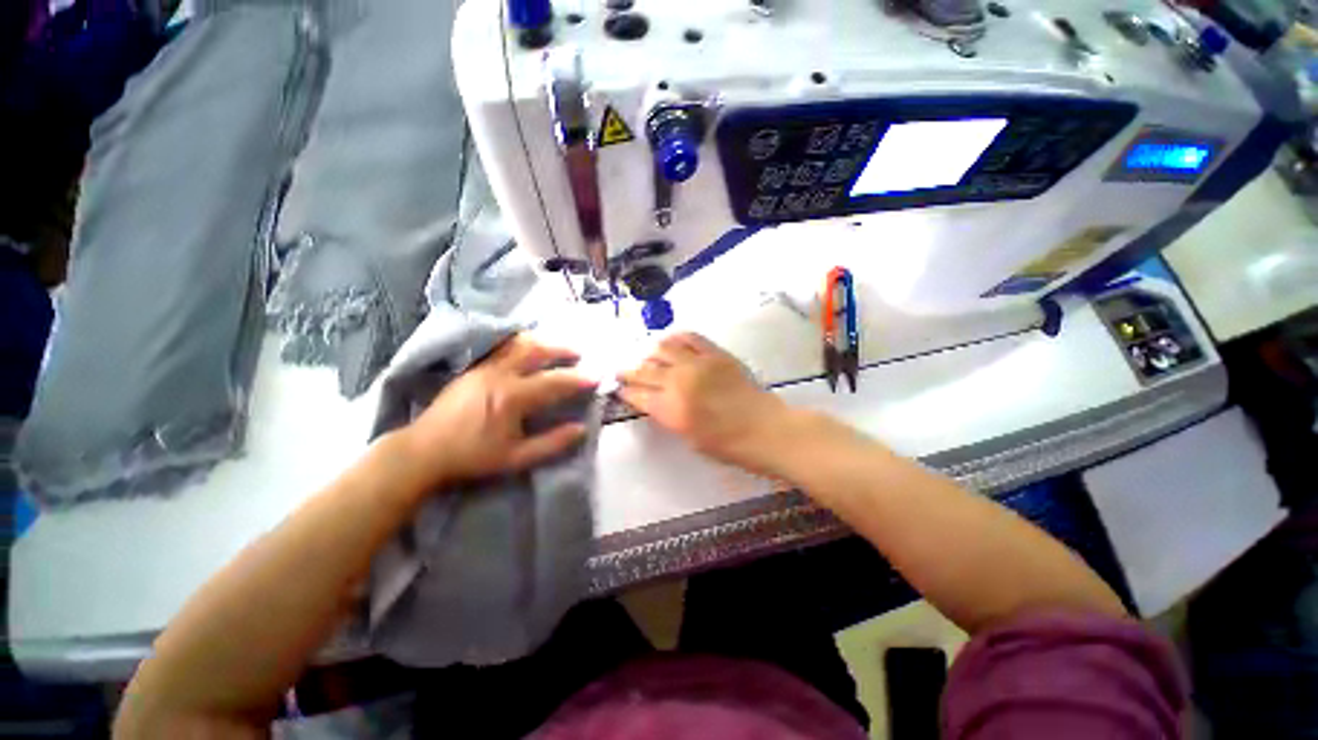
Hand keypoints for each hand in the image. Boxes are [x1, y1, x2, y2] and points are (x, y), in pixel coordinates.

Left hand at [396, 334, 596, 489]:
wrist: (423, 451)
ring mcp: (484, 367)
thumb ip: (552, 443)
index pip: (555, 382)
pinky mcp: (474, 367)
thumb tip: (581, 429)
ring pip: (519, 343)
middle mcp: (500, 375)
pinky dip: (522, 344)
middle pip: (537, 351)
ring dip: (543, 342)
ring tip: (557, 348)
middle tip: (579, 354)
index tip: (597, 376)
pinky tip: (529, 350)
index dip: (579, 379)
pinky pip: (503, 347)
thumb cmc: (472, 457)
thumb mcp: (516, 458)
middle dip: (562, 349)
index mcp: (513, 398)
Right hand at [618, 333, 788, 469]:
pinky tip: (672, 343)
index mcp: (670, 408)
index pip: (638, 394)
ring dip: (651, 353)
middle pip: (645, 370)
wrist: (764, 429)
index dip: (626, 391)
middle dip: (629, 371)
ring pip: (663, 349)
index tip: (620, 389)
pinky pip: (691, 338)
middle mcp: (678, 381)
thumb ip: (669, 417)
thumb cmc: (726, 445)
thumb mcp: (688, 437)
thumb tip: (657, 402)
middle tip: (623, 371)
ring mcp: (697, 363)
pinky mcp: (715, 353)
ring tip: (648, 358)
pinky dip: (677, 339)